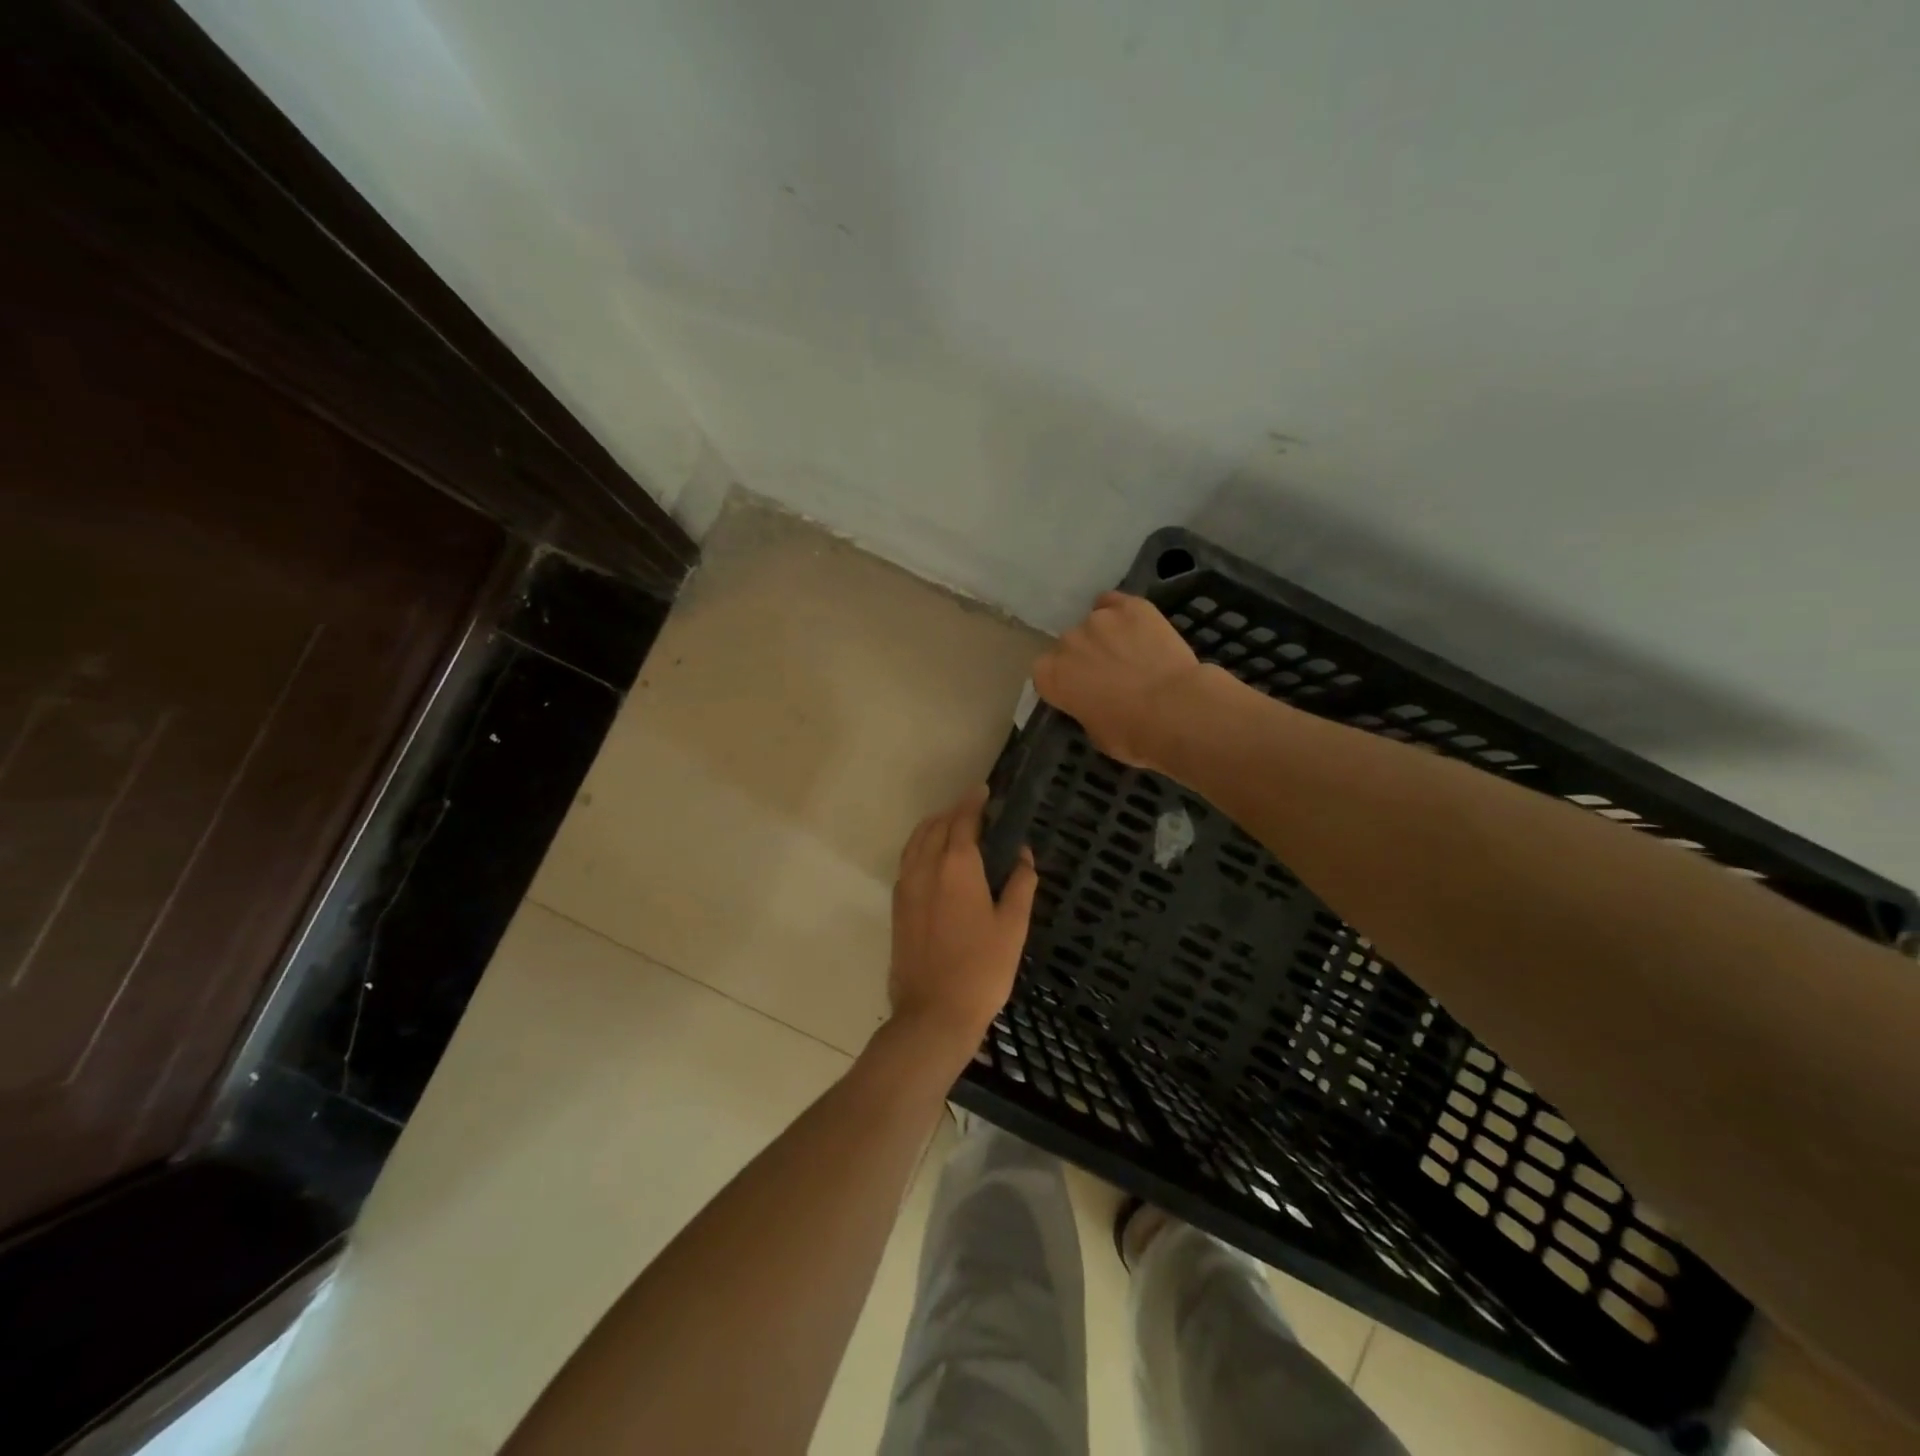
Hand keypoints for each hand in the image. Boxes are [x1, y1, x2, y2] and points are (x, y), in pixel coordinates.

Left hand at [889, 785, 1037, 1054]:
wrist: (933, 1013)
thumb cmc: (982, 969)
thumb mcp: (1013, 927)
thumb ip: (1020, 885)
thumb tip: (1023, 855)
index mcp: (956, 866)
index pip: (963, 821)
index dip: (973, 803)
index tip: (984, 791)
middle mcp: (926, 868)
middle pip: (935, 826)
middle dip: (953, 812)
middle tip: (974, 810)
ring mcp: (906, 887)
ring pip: (916, 842)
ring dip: (933, 827)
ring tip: (951, 826)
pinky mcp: (897, 907)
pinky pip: (907, 861)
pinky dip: (920, 847)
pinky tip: (932, 858)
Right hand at [1033, 592, 1203, 769]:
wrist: (1176, 710)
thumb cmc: (1132, 734)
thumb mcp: (1096, 734)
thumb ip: (1084, 710)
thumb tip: (1092, 703)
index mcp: (1050, 676)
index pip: (1045, 673)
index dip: (1064, 682)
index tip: (1079, 692)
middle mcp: (1067, 641)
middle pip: (1068, 645)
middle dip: (1084, 658)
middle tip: (1110, 675)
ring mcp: (1098, 619)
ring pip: (1094, 622)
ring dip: (1105, 636)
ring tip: (1130, 652)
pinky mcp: (1130, 606)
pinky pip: (1115, 602)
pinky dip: (1121, 613)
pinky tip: (1136, 627)